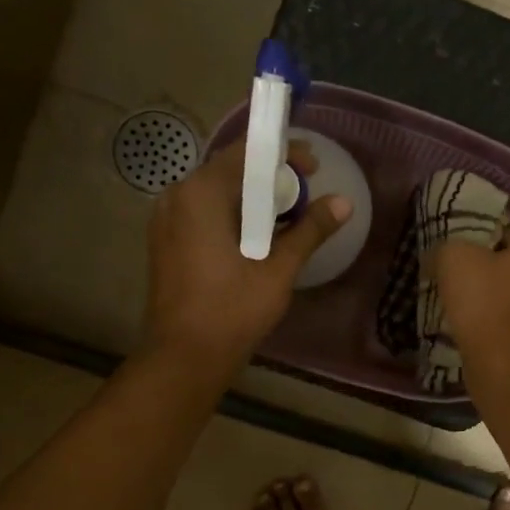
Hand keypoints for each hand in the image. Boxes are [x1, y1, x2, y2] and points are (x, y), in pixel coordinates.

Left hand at [144, 138, 351, 374]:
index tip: (314, 167)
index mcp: (202, 193)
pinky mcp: (166, 242)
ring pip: (217, 195)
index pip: (246, 153)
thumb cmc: (233, 309)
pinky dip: (233, 217)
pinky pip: (204, 215)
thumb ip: (311, 229)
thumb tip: (344, 202)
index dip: (284, 154)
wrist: (185, 356)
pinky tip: (257, 240)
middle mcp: (178, 196)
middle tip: (307, 195)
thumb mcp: (279, 268)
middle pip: (230, 172)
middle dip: (270, 178)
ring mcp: (167, 220)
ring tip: (288, 219)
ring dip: (253, 200)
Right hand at [428, 226, 509, 363]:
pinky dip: (500, 328)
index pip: (507, 232)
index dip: (478, 242)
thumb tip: (440, 256)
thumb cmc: (487, 303)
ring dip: (494, 303)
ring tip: (463, 313)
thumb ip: (447, 247)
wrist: (509, 367)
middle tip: (456, 285)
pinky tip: (477, 335)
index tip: (456, 260)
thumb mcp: (453, 258)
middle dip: (488, 274)